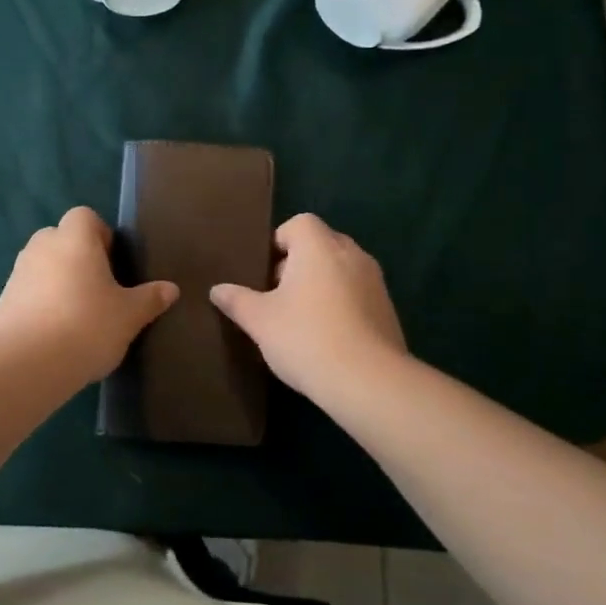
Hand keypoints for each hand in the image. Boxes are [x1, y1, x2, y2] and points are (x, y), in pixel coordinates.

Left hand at [0, 208, 178, 382]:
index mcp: (74, 239)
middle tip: (99, 290)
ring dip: (58, 280)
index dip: (100, 235)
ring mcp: (17, 273)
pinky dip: (40, 303)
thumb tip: (171, 289)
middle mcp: (41, 247)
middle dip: (78, 258)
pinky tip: (55, 333)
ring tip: (77, 315)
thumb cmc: (87, 326)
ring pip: (43, 266)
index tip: (113, 264)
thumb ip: (150, 298)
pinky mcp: (2, 301)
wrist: (28, 364)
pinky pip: (28, 291)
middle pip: (61, 239)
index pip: (85, 217)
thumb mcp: (130, 315)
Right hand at [211, 213, 408, 405]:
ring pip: (341, 270)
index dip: (279, 242)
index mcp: (319, 247)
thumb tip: (217, 290)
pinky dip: (342, 304)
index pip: (299, 223)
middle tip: (278, 296)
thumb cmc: (306, 338)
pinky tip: (328, 337)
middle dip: (299, 264)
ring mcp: (375, 281)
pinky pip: (358, 294)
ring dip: (322, 284)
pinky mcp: (388, 309)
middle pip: (322, 244)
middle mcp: (351, 254)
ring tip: (301, 318)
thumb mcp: (259, 321)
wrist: (368, 381)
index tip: (266, 273)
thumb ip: (237, 301)